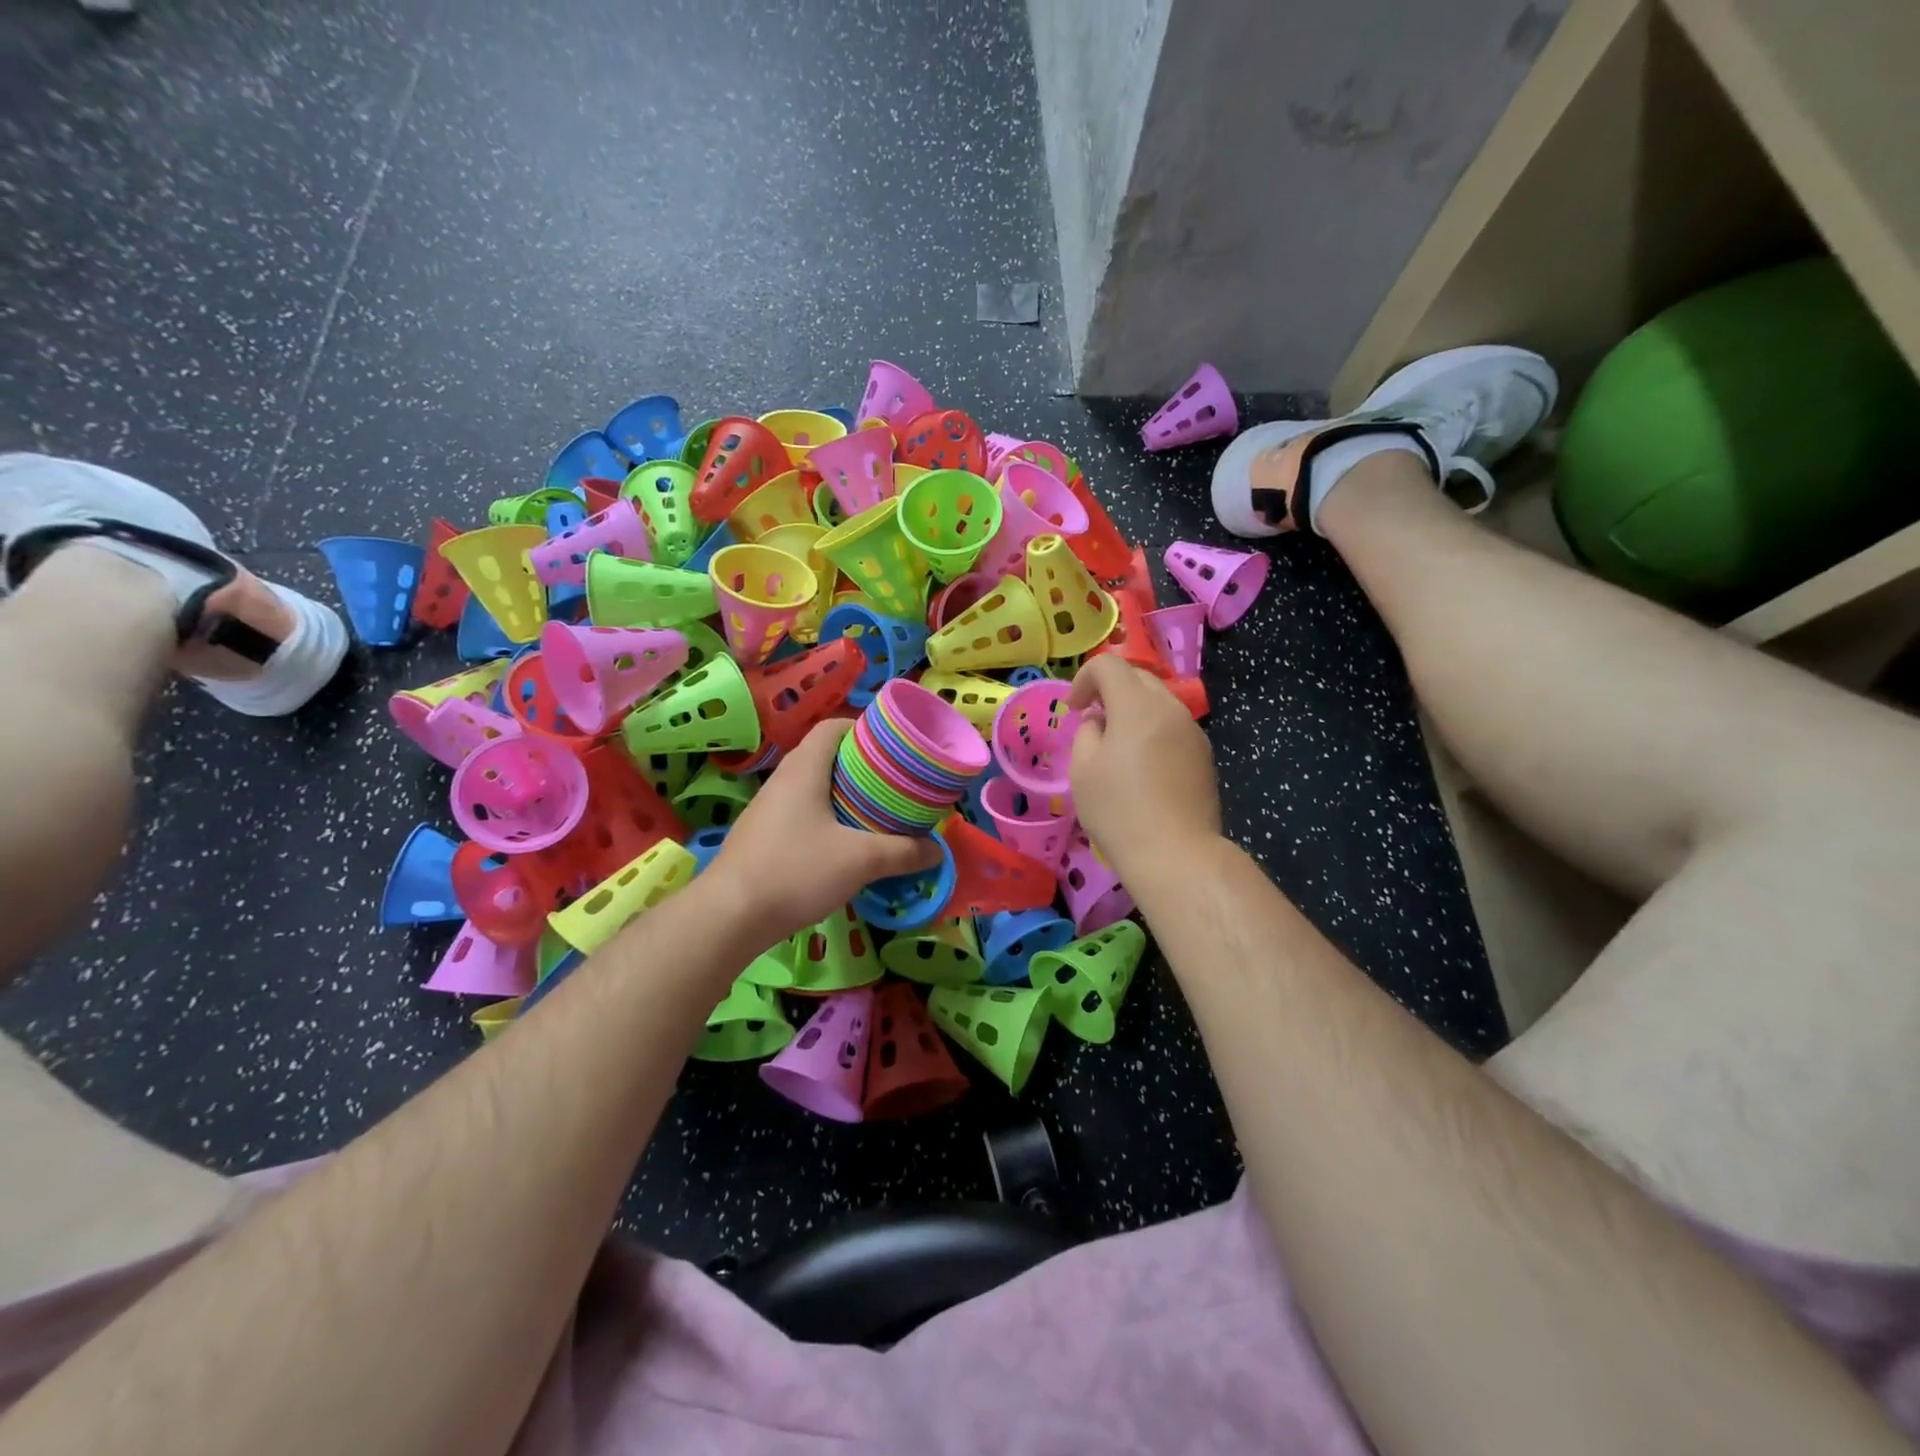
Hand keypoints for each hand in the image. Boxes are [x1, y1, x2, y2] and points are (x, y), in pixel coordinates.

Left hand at [705, 720, 942, 943]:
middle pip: (826, 756)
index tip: (894, 747)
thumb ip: (903, 852)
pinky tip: (843, 844)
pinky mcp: (762, 835)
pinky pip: (801, 811)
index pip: (833, 726)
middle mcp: (783, 779)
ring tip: (875, 812)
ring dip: (844, 794)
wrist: (729, 915)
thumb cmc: (796, 871)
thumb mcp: (860, 861)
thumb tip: (937, 851)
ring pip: (813, 786)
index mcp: (805, 768)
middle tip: (894, 784)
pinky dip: (826, 817)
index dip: (865, 728)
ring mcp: (768, 808)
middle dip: (862, 766)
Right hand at [1067, 657, 1220, 869]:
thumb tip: (1100, 722)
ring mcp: (1193, 731)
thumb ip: (1087, 732)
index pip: (1109, 665)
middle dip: (1111, 691)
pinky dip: (1153, 731)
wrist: (1175, 853)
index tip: (1074, 709)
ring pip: (1159, 703)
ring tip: (1117, 747)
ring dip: (1134, 711)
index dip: (1084, 679)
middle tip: (1093, 722)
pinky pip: (1173, 727)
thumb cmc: (1118, 810)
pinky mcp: (1204, 755)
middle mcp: (1170, 708)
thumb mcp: (1083, 770)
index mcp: (1137, 705)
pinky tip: (1143, 768)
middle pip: (1138, 678)